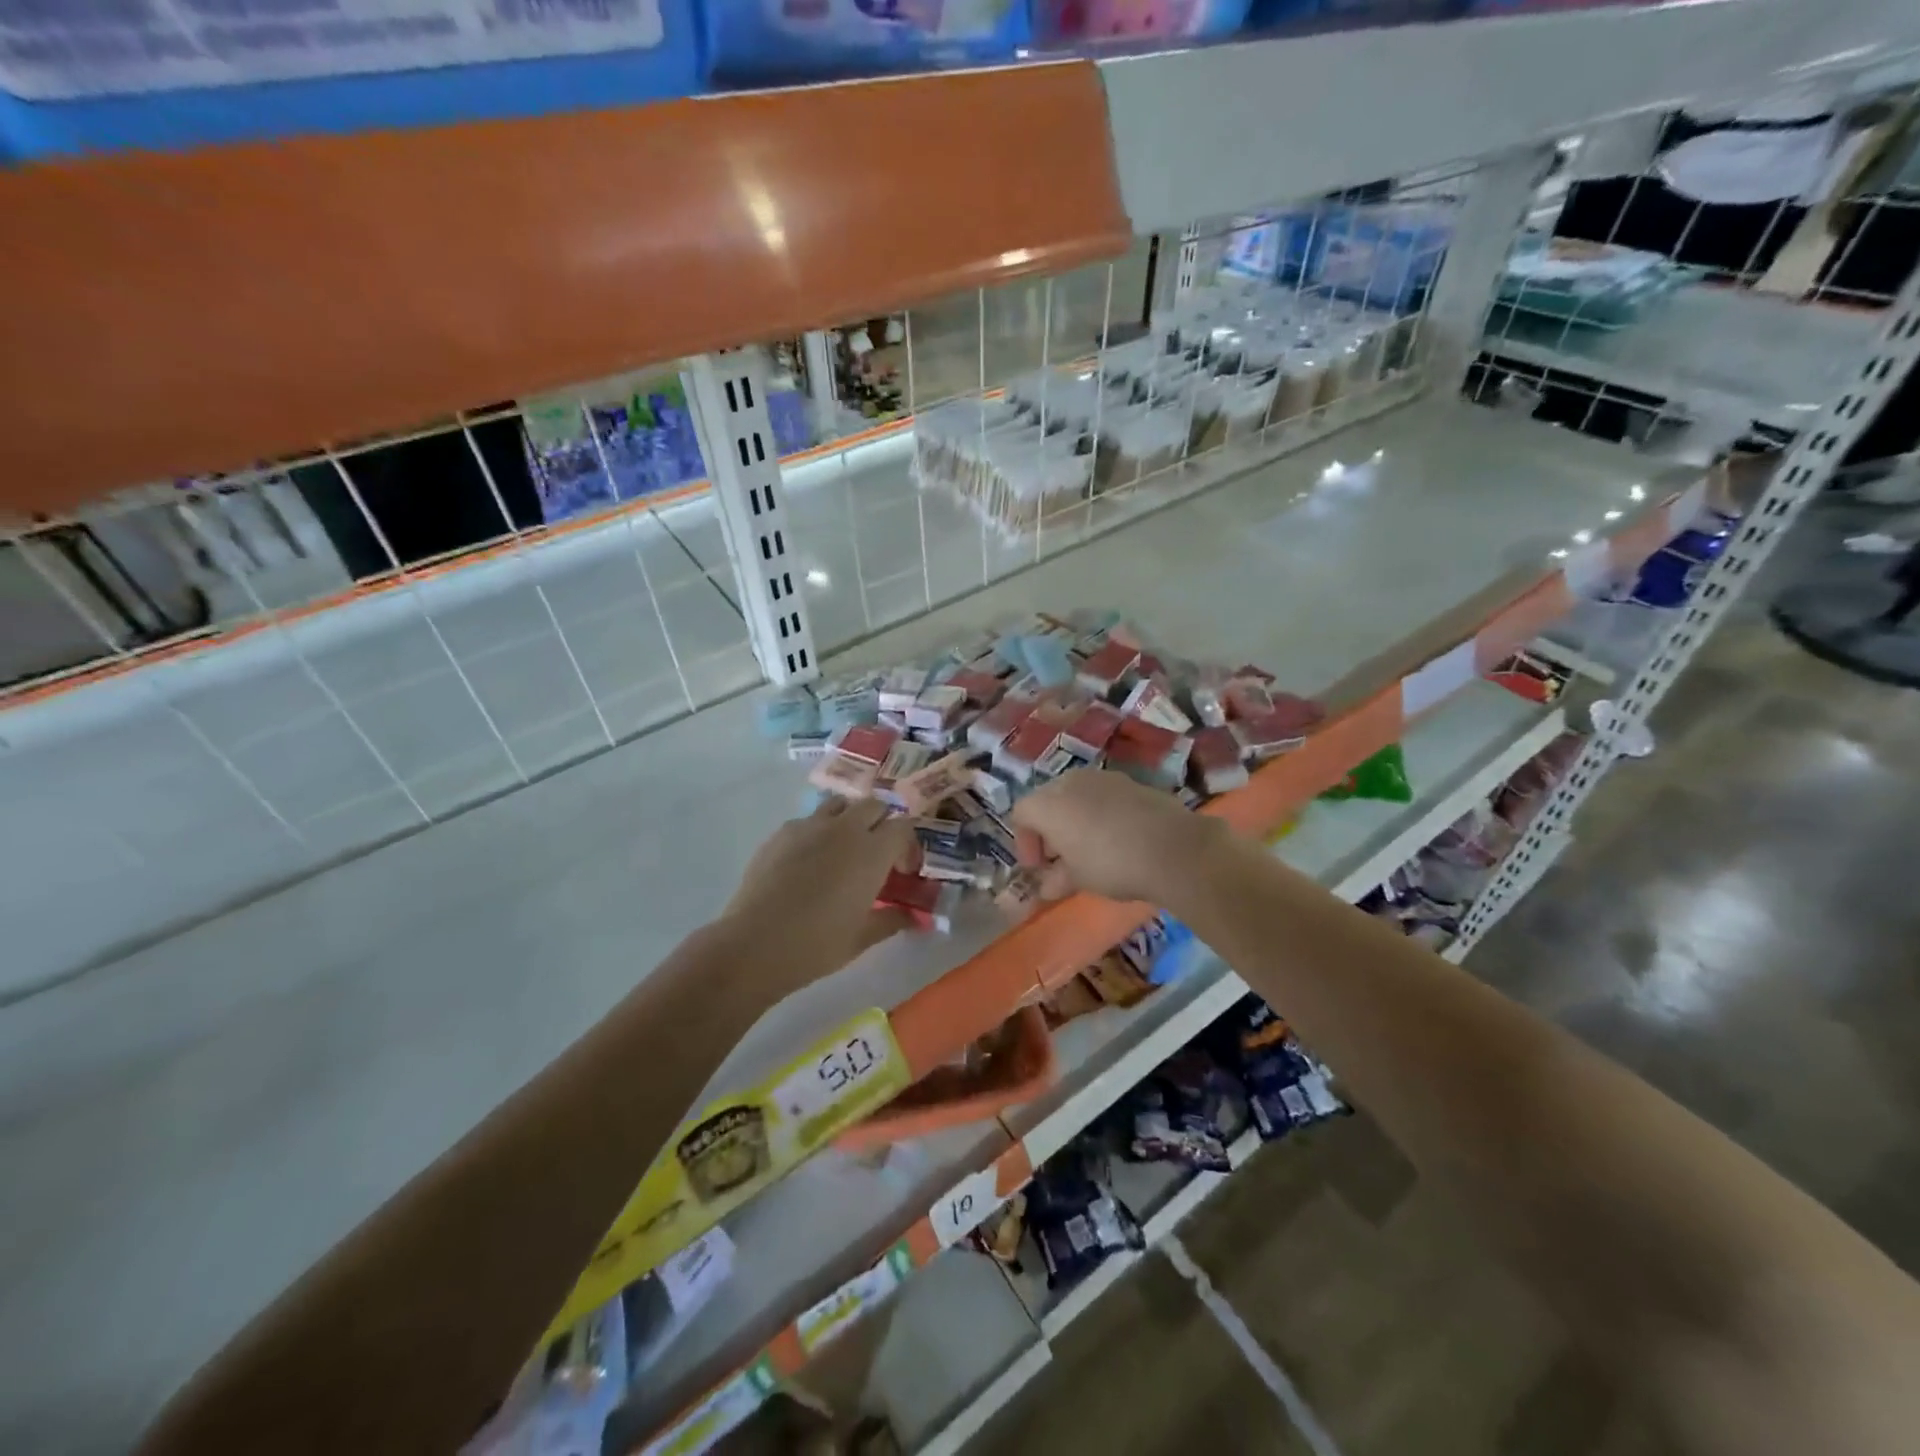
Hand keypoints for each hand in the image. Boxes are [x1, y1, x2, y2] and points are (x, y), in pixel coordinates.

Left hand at [721, 798, 917, 990]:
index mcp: (872, 851)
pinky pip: (809, 819)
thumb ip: (893, 919)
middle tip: (876, 855)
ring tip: (844, 849)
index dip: (907, 846)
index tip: (901, 871)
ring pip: (841, 804)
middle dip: (882, 824)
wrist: (755, 943)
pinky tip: (808, 861)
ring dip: (850, 819)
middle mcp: (845, 828)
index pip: (903, 827)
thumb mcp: (862, 937)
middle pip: (874, 805)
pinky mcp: (782, 832)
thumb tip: (914, 917)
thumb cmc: (817, 944)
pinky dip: (818, 831)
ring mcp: (810, 826)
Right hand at [1011, 770, 1227, 906]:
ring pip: (1077, 795)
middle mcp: (1071, 782)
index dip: (1025, 842)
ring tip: (1091, 849)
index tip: (1039, 868)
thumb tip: (1047, 886)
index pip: (1021, 813)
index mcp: (1049, 804)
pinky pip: (1105, 796)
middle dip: (1050, 829)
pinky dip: (1102, 813)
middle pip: (1048, 800)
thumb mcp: (1078, 879)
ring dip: (1076, 819)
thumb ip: (1057, 879)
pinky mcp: (1132, 782)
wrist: (1174, 848)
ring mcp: (1104, 778)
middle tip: (1062, 858)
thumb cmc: (1112, 864)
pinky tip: (1119, 839)